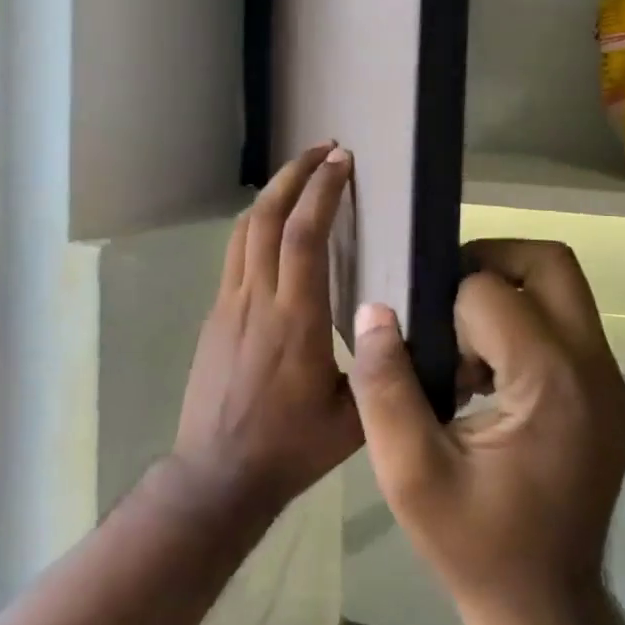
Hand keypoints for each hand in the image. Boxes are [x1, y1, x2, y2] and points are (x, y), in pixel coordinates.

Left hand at [171, 144, 362, 521]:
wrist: (217, 475)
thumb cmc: (290, 448)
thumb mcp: (353, 419)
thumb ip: (381, 371)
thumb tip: (409, 331)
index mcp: (295, 320)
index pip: (304, 236)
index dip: (322, 192)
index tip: (341, 161)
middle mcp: (257, 299)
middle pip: (267, 216)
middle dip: (294, 174)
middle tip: (322, 150)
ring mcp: (229, 303)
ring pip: (244, 229)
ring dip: (272, 193)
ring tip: (298, 175)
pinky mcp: (214, 313)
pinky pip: (235, 253)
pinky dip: (257, 224)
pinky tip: (274, 228)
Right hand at [349, 240, 624, 624]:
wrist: (547, 612)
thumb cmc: (474, 545)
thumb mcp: (408, 474)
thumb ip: (384, 386)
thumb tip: (373, 311)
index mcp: (550, 383)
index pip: (489, 290)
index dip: (446, 311)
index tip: (430, 357)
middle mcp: (595, 369)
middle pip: (549, 262)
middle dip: (488, 262)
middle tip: (445, 303)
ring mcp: (614, 383)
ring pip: (562, 288)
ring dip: (506, 294)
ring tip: (464, 347)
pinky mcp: (615, 397)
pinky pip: (568, 325)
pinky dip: (525, 324)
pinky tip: (490, 375)